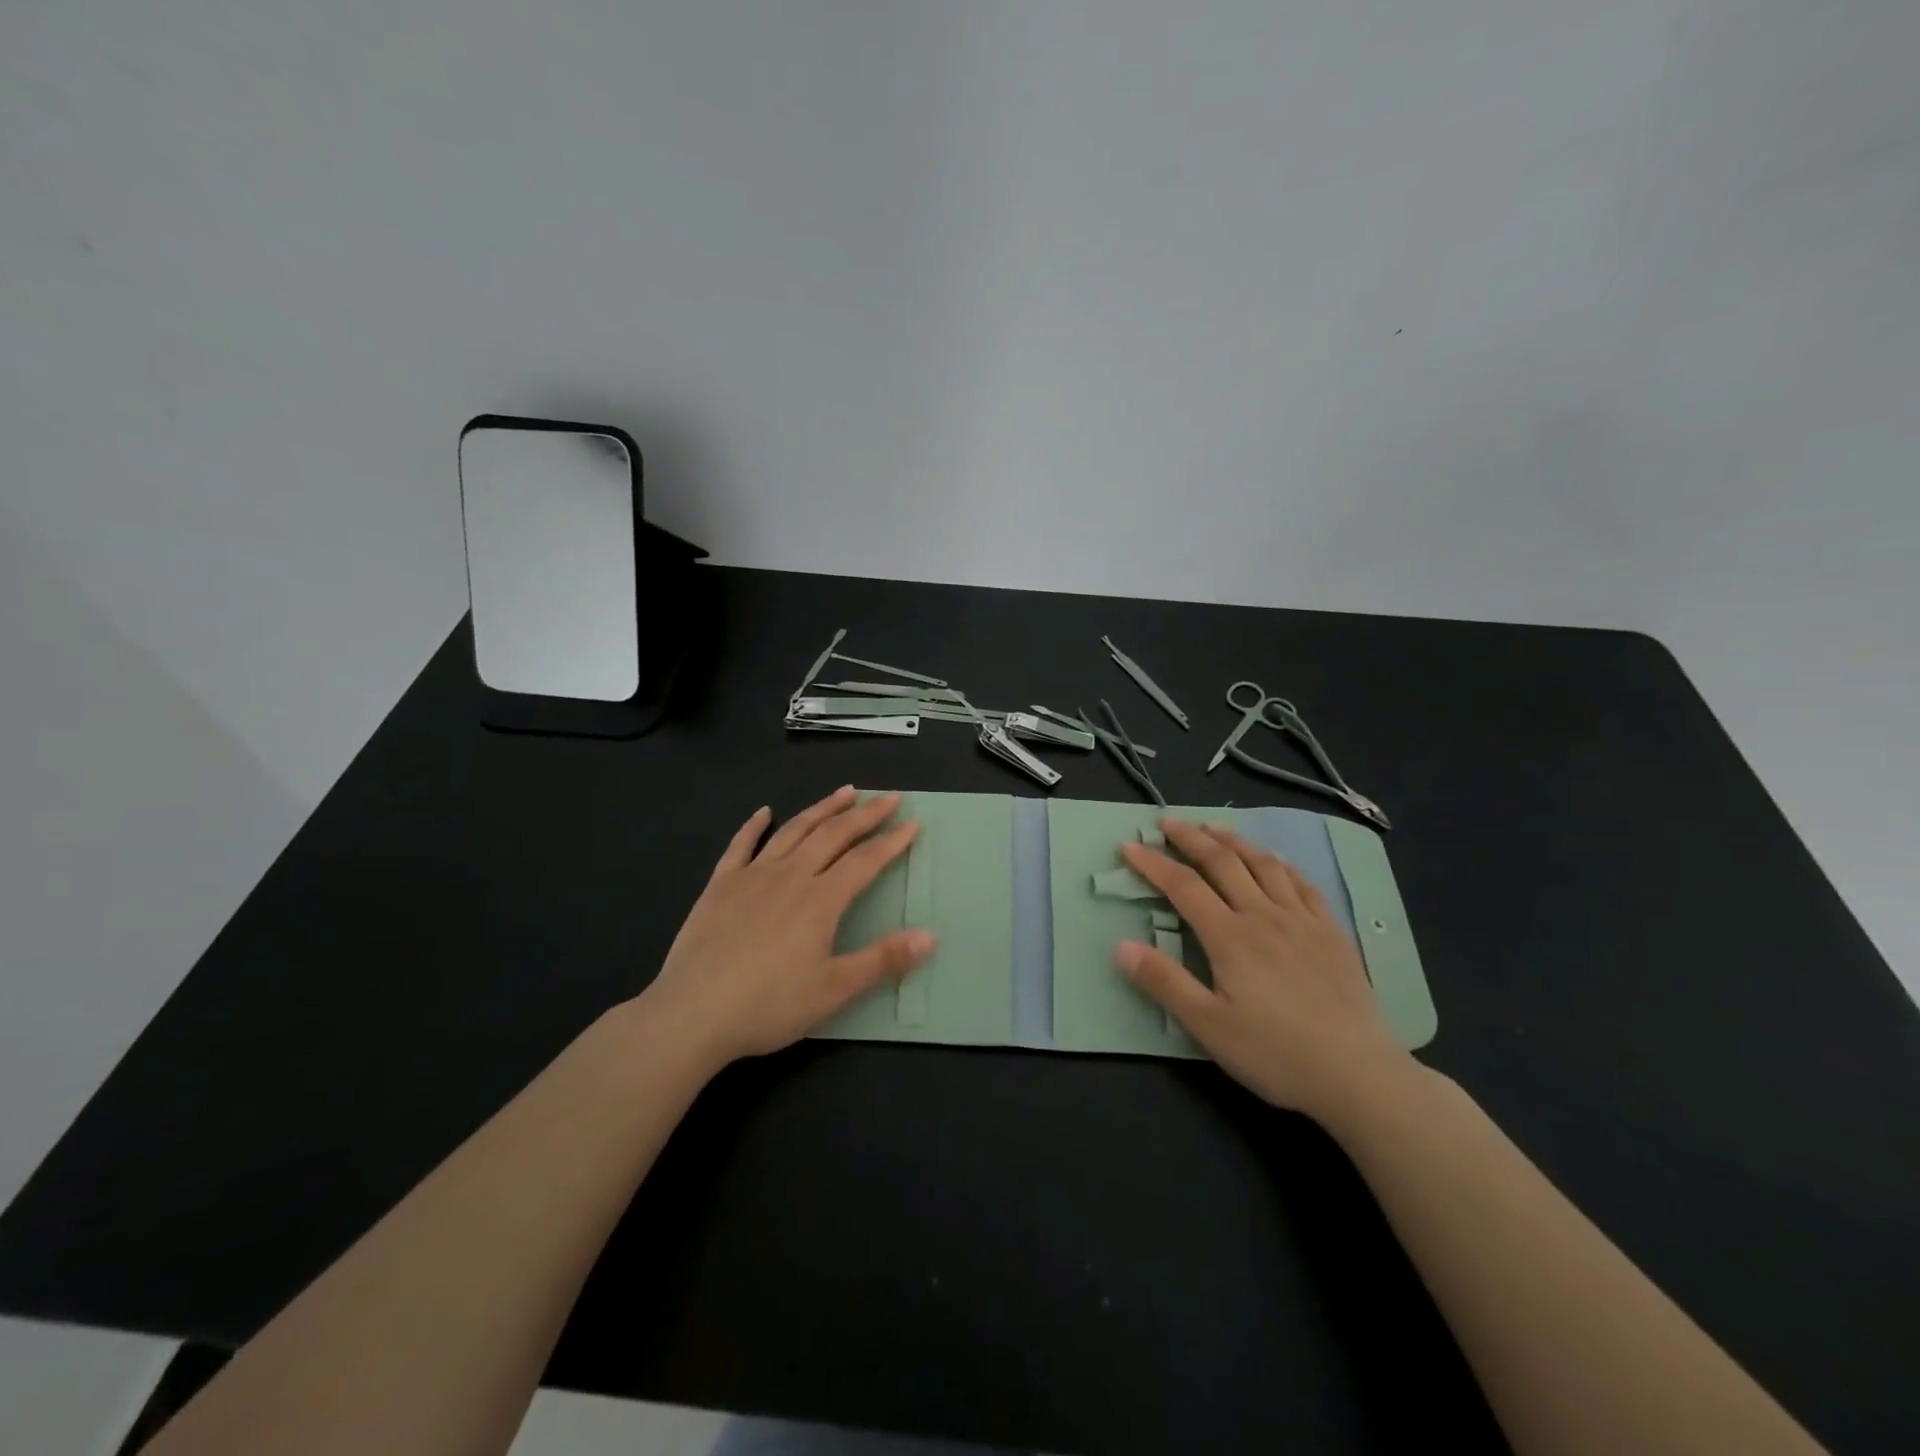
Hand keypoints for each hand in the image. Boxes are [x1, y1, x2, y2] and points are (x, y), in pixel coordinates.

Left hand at [638, 787, 933, 1070]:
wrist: (692, 1014)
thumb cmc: (769, 1005)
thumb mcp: (835, 990)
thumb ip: (883, 960)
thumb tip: (931, 936)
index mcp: (821, 900)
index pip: (866, 861)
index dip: (892, 841)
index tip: (914, 823)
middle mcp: (790, 876)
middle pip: (834, 835)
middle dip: (865, 814)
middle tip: (889, 797)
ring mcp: (752, 876)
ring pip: (794, 830)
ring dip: (822, 808)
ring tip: (844, 792)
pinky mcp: (720, 885)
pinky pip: (741, 845)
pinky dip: (754, 825)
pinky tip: (764, 812)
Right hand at [1116, 819, 1414, 1121]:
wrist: (1359, 1075)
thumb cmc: (1275, 1054)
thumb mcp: (1208, 1026)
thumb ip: (1164, 982)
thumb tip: (1121, 945)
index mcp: (1230, 936)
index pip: (1183, 886)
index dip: (1153, 863)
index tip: (1129, 846)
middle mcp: (1264, 915)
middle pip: (1222, 862)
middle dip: (1190, 838)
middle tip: (1167, 821)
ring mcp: (1303, 920)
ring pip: (1263, 863)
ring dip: (1234, 840)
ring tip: (1213, 827)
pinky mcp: (1332, 932)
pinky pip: (1302, 883)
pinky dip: (1280, 863)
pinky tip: (1274, 859)